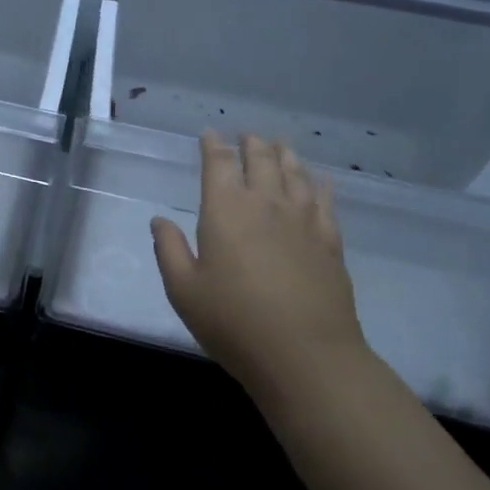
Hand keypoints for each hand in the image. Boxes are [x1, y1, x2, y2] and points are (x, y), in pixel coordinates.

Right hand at [151, 133, 372, 406]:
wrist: (306, 356)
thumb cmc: (233, 321)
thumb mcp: (183, 289)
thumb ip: (168, 249)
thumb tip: (159, 219)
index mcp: (225, 210)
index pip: (219, 164)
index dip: (213, 146)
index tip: (210, 133)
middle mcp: (266, 205)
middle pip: (261, 161)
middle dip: (252, 145)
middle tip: (247, 135)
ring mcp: (303, 223)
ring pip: (295, 175)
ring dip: (285, 156)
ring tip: (280, 145)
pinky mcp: (330, 244)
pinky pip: (324, 203)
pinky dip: (319, 185)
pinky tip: (319, 181)